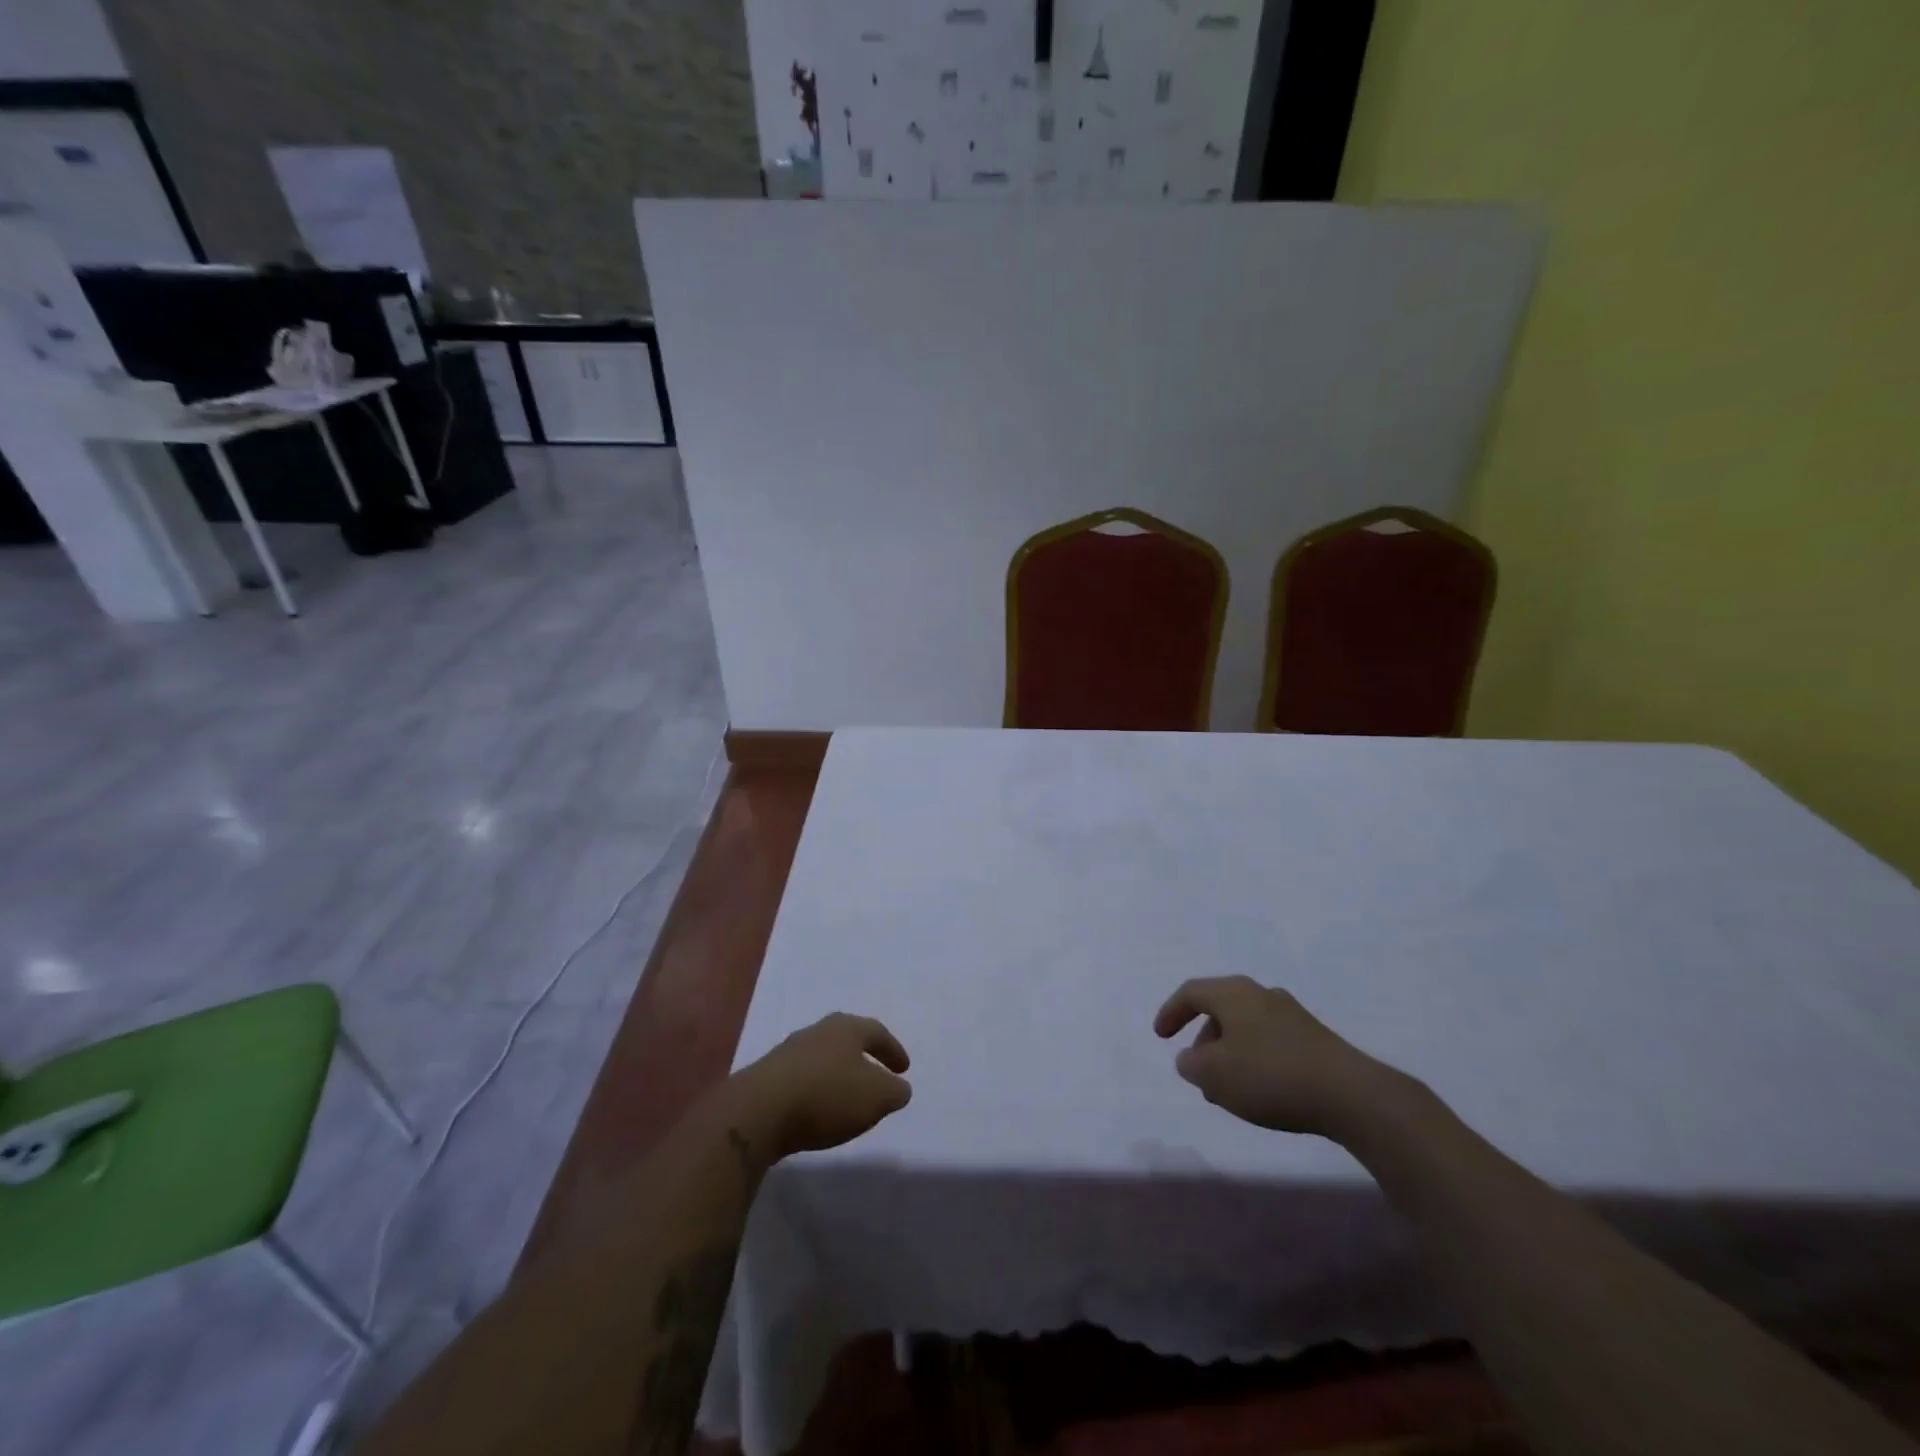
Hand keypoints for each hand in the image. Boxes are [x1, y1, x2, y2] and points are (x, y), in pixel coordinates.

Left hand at [732, 1012, 912, 1160]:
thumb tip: (899, 1088)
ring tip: (847, 1096)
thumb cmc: (827, 1095)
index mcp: (846, 1028)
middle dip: (864, 1056)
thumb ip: (895, 1091)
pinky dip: (817, 1090)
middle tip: (877, 1074)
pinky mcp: (768, 1076)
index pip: (877, 1032)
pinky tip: (818, 1109)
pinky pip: (803, 1078)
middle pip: (846, 1039)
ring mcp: (789, 1052)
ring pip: (823, 1057)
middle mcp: (817, 1031)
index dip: (893, 1050)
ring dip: (838, 1074)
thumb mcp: (876, 1097)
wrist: (758, 1111)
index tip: (904, 1069)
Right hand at [1154, 977, 1385, 1136]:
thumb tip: (1190, 1058)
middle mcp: (1261, 994)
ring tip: (1227, 1090)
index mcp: (1233, 994)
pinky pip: (1270, 1041)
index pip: (1191, 992)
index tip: (1161, 1036)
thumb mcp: (1215, 1075)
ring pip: (1246, 1027)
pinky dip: (1254, 1060)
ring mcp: (1292, 1015)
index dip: (1171, 1012)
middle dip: (1202, 1039)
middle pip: (1220, 1009)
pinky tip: (1260, 1091)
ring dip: (1229, 1053)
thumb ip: (1192, 1065)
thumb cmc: (1271, 1076)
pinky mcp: (1315, 1039)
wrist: (1351, 1095)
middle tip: (1196, 1071)